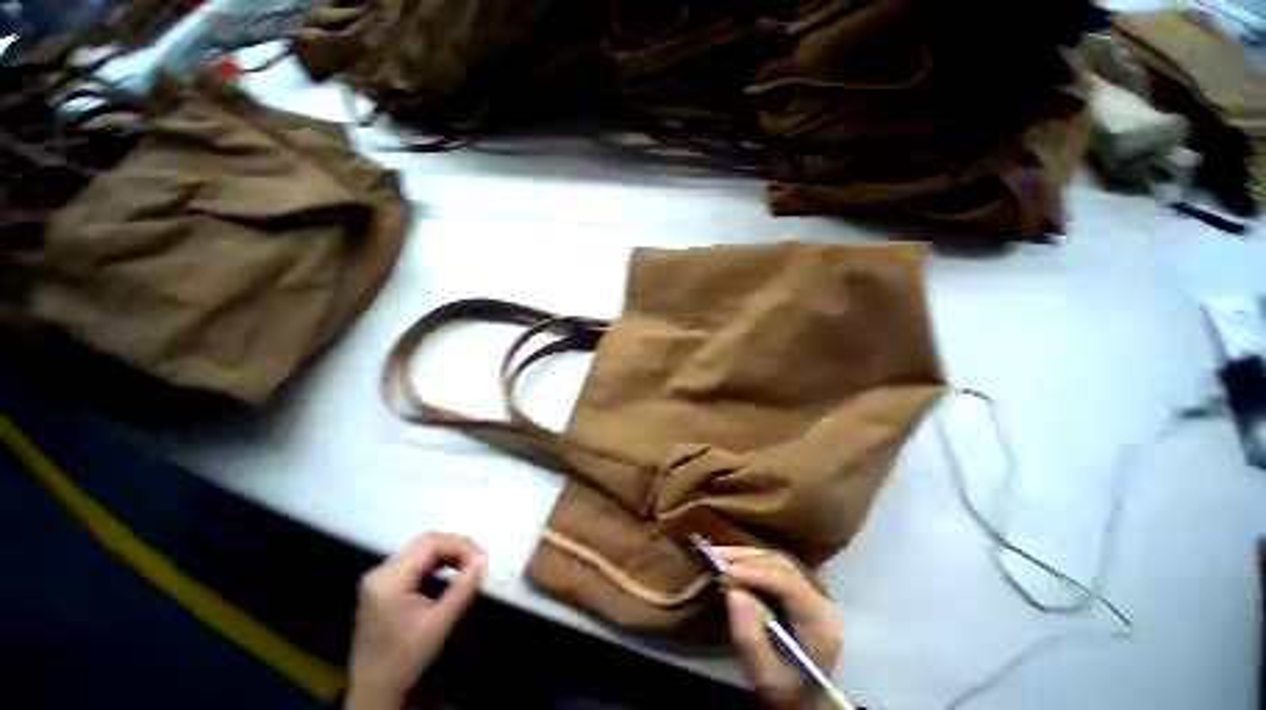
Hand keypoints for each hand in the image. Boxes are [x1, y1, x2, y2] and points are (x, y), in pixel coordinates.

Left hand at [346, 533, 487, 709]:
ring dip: (448, 552)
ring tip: (469, 565)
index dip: (460, 546)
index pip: (430, 544)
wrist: (374, 688)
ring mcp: (379, 577)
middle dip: (456, 546)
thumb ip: (463, 589)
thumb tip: (482, 560)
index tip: (482, 560)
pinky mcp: (383, 584)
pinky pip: (414, 561)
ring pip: (421, 549)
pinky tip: (450, 572)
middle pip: (425, 542)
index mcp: (389, 580)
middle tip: (478, 560)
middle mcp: (380, 572)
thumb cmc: (406, 658)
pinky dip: (437, 562)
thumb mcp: (439, 624)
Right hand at [719, 547, 842, 709]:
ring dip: (746, 555)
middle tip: (716, 555)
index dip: (757, 573)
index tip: (727, 569)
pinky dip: (751, 560)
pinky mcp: (799, 589)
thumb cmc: (787, 690)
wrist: (806, 699)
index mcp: (820, 622)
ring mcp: (811, 591)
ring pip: (777, 560)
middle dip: (747, 559)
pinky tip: (732, 561)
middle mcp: (820, 598)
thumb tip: (732, 593)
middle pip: (782, 566)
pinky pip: (775, 566)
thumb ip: (750, 638)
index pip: (789, 584)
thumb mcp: (766, 674)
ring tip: (718, 554)